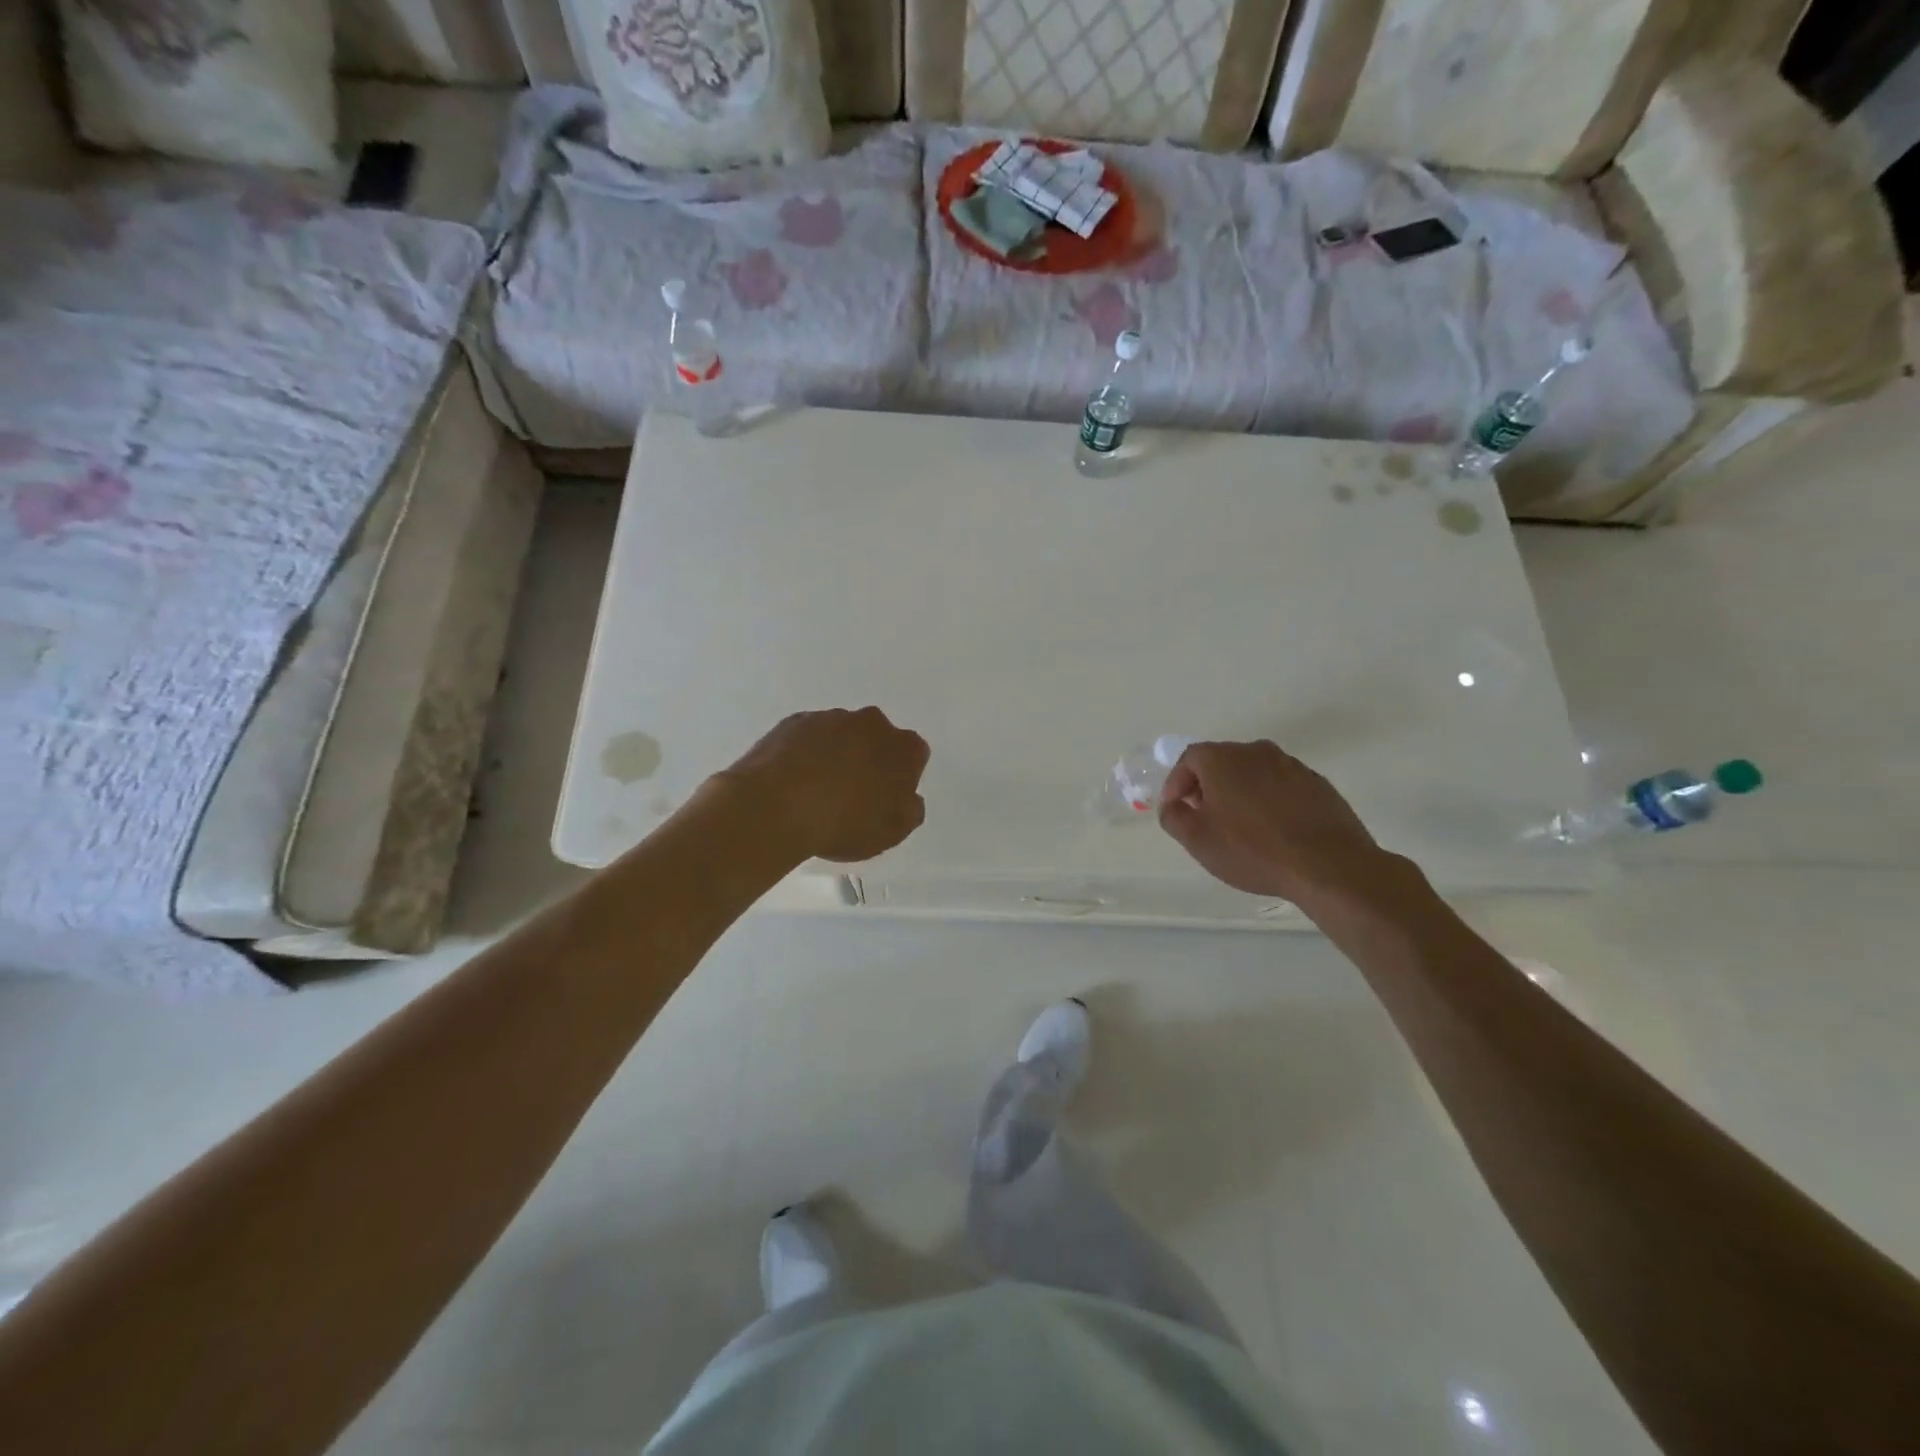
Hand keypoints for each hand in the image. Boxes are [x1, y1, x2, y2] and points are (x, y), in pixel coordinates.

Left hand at [721, 707, 930, 862]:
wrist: (776, 807)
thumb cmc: (845, 823)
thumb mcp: (892, 832)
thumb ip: (910, 810)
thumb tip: (908, 797)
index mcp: (903, 747)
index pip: (914, 756)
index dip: (902, 778)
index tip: (886, 799)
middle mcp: (871, 723)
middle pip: (877, 740)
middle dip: (869, 761)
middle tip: (853, 795)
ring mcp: (830, 718)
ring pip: (841, 736)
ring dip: (836, 755)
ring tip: (816, 792)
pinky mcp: (794, 721)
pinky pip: (808, 737)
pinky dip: (806, 753)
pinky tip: (793, 782)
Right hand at [1158, 740, 1392, 905]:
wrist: (1328, 864)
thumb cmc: (1252, 849)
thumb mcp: (1197, 839)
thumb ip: (1173, 816)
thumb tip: (1172, 805)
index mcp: (1222, 759)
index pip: (1188, 759)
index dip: (1176, 783)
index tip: (1176, 809)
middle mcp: (1256, 751)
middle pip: (1222, 761)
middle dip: (1207, 786)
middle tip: (1204, 817)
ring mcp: (1291, 765)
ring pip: (1253, 772)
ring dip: (1240, 793)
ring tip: (1239, 826)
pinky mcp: (1317, 784)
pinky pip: (1281, 786)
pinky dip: (1270, 801)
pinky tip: (1273, 830)